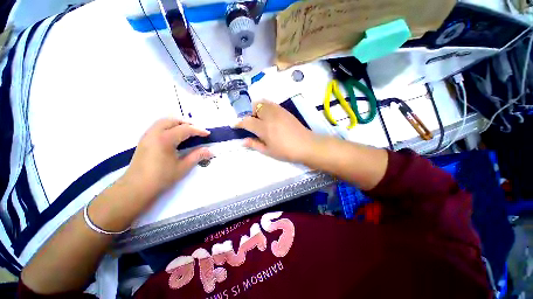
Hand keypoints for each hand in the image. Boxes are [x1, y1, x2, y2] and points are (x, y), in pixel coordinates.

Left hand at [122, 119, 211, 201]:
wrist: (136, 188)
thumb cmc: (161, 178)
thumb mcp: (183, 167)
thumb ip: (197, 156)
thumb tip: (211, 151)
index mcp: (165, 139)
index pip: (185, 129)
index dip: (198, 130)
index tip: (208, 134)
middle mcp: (155, 133)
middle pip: (173, 121)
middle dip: (187, 123)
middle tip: (197, 131)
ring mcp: (147, 136)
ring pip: (163, 122)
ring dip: (177, 124)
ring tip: (187, 132)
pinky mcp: (144, 140)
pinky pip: (158, 127)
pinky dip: (169, 127)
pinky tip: (174, 137)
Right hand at [236, 101, 313, 161]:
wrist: (306, 145)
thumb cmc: (286, 151)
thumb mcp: (268, 151)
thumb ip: (254, 144)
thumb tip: (243, 141)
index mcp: (264, 128)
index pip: (247, 121)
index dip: (239, 123)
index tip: (235, 125)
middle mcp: (269, 116)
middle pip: (254, 107)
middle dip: (249, 113)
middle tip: (250, 123)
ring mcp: (278, 111)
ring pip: (263, 102)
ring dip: (257, 108)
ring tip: (259, 118)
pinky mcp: (284, 110)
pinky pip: (271, 104)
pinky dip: (265, 107)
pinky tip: (269, 116)